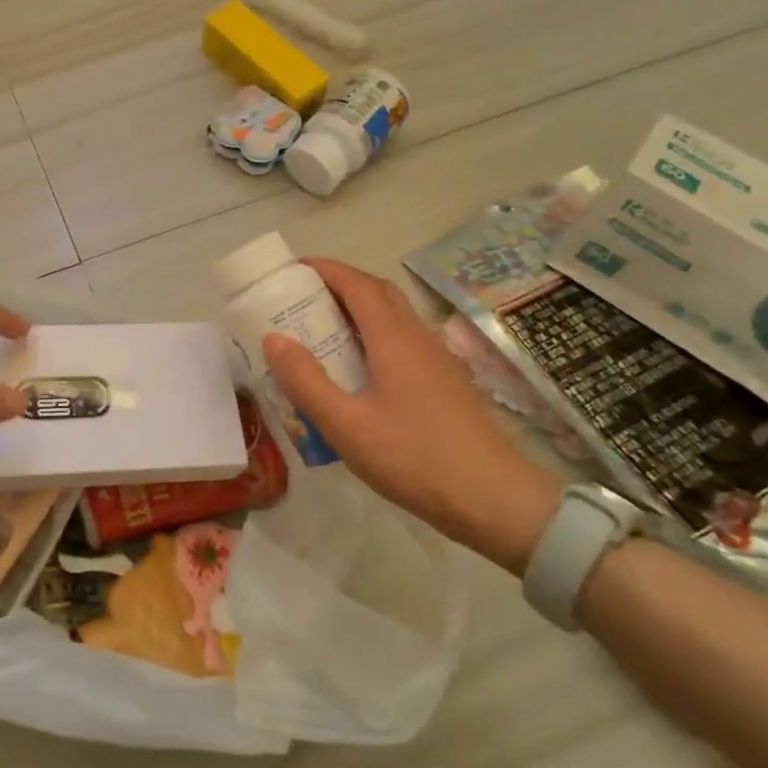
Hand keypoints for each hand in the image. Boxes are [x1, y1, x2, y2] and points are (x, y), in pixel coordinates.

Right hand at [262, 258, 561, 573]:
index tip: (292, 269)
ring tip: (324, 329)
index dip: (325, 269)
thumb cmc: (414, 458)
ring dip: (359, 308)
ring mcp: (437, 358)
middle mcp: (418, 337)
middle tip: (303, 298)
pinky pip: (404, 339)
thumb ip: (306, 381)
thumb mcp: (346, 425)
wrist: (494, 499)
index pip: (357, 284)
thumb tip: (273, 337)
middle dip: (340, 284)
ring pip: (395, 315)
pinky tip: (360, 368)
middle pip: (379, 292)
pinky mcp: (446, 381)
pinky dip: (375, 333)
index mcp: (393, 339)